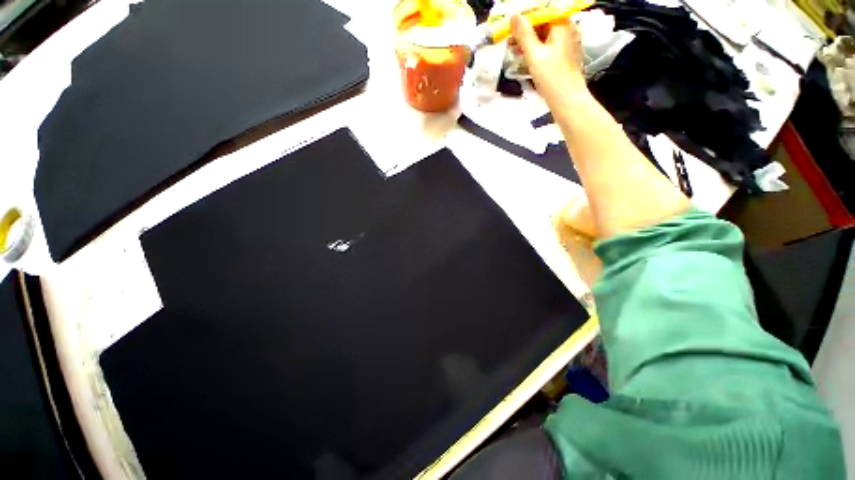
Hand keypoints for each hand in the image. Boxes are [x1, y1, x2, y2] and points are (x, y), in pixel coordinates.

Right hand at [510, 14, 586, 106]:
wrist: (567, 100)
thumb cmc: (552, 77)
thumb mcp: (534, 55)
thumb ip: (524, 35)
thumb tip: (514, 16)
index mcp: (562, 25)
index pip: (542, 13)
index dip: (525, 18)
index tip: (511, 27)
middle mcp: (567, 30)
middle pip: (544, 24)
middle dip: (526, 31)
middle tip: (510, 41)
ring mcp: (567, 44)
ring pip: (545, 36)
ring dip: (529, 41)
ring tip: (514, 50)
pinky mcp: (565, 57)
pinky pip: (549, 47)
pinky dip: (537, 50)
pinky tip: (526, 57)